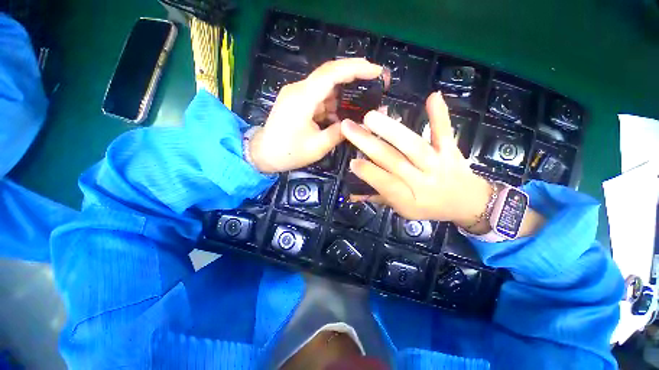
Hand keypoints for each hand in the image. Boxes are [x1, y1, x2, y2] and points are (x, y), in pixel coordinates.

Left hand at [249, 58, 382, 173]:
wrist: (263, 154)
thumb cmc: (289, 153)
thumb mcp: (318, 147)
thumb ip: (339, 133)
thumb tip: (358, 124)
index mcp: (303, 98)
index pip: (332, 73)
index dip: (356, 68)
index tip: (376, 70)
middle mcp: (299, 89)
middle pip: (329, 74)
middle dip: (353, 75)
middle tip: (374, 82)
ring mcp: (296, 94)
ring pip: (325, 87)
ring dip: (342, 94)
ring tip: (359, 105)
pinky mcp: (296, 101)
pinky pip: (318, 97)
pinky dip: (331, 104)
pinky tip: (339, 116)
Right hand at [341, 92, 492, 228]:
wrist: (468, 203)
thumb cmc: (428, 207)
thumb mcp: (402, 210)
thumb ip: (379, 198)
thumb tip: (352, 195)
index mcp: (409, 199)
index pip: (386, 185)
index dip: (369, 174)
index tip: (352, 161)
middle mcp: (423, 181)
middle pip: (394, 161)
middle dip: (370, 144)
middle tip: (349, 128)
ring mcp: (439, 163)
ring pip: (413, 145)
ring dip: (391, 129)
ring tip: (370, 116)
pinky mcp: (451, 150)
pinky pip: (444, 132)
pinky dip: (439, 115)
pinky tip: (433, 96)